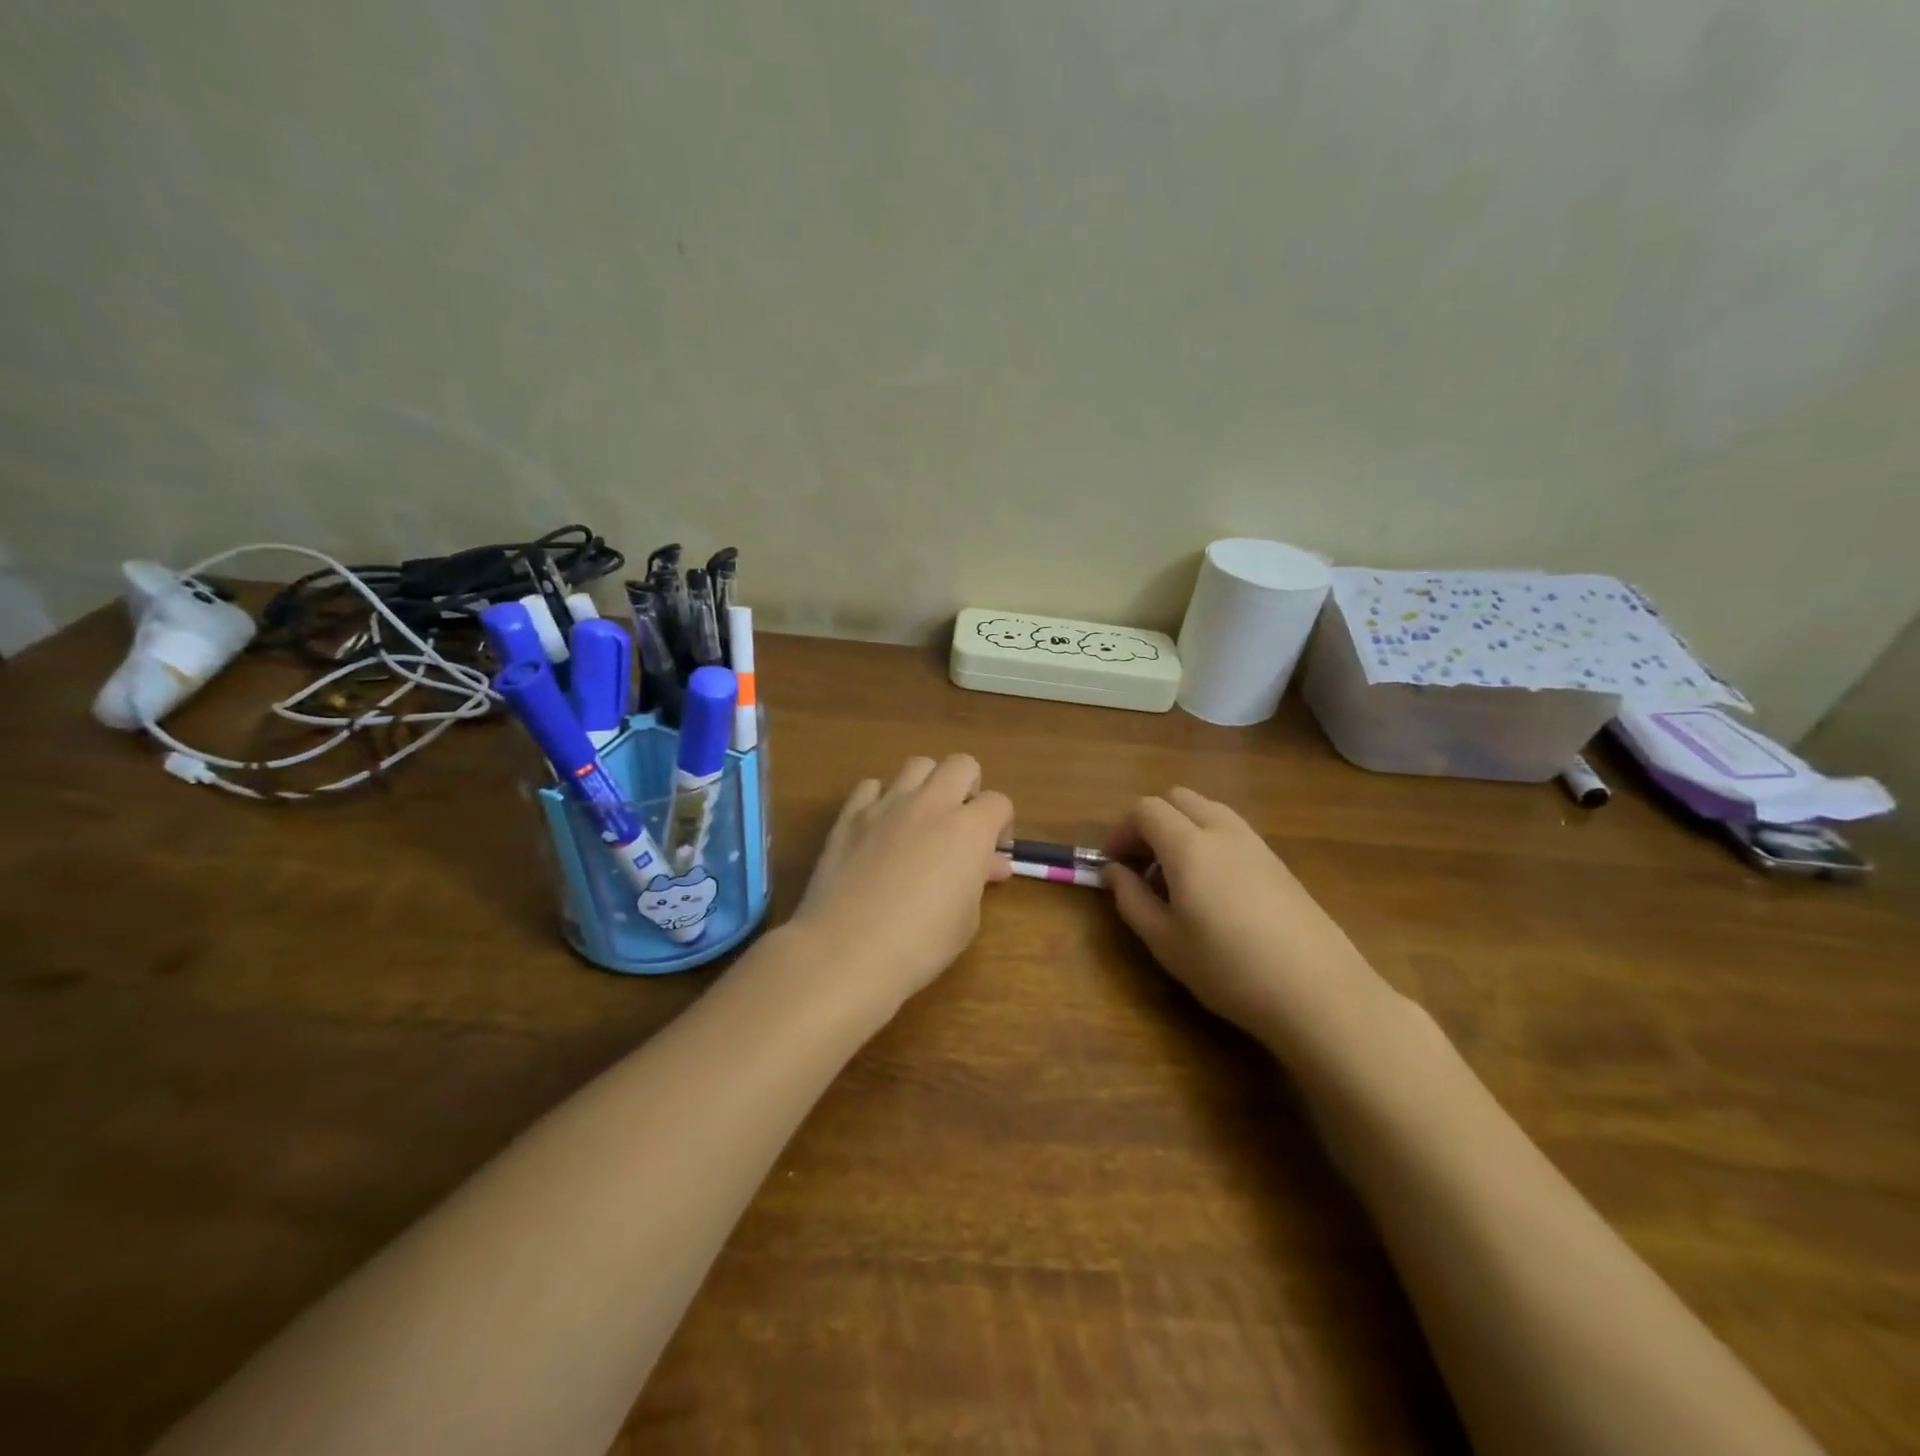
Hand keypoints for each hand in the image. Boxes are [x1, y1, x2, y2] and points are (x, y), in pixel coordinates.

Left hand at [790, 755, 1014, 1012]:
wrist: (847, 950)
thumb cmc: (920, 944)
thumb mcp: (966, 919)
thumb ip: (979, 880)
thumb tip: (990, 864)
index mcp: (969, 829)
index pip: (999, 802)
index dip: (1001, 824)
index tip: (993, 852)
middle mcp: (931, 804)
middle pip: (961, 764)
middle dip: (969, 787)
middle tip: (961, 823)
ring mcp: (886, 805)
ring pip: (917, 765)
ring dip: (927, 785)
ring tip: (921, 819)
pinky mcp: (850, 815)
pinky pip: (871, 786)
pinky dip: (881, 799)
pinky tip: (879, 827)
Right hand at [1102, 788, 1386, 1052]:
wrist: (1318, 992)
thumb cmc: (1228, 968)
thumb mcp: (1165, 941)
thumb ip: (1131, 899)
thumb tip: (1113, 872)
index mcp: (1189, 846)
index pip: (1146, 810)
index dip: (1122, 831)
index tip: (1113, 865)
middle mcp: (1223, 831)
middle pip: (1178, 799)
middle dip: (1151, 822)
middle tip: (1142, 865)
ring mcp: (1256, 844)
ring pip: (1209, 810)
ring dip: (1182, 829)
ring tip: (1176, 878)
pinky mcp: (1279, 863)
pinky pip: (1233, 831)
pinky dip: (1210, 841)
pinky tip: (1213, 890)